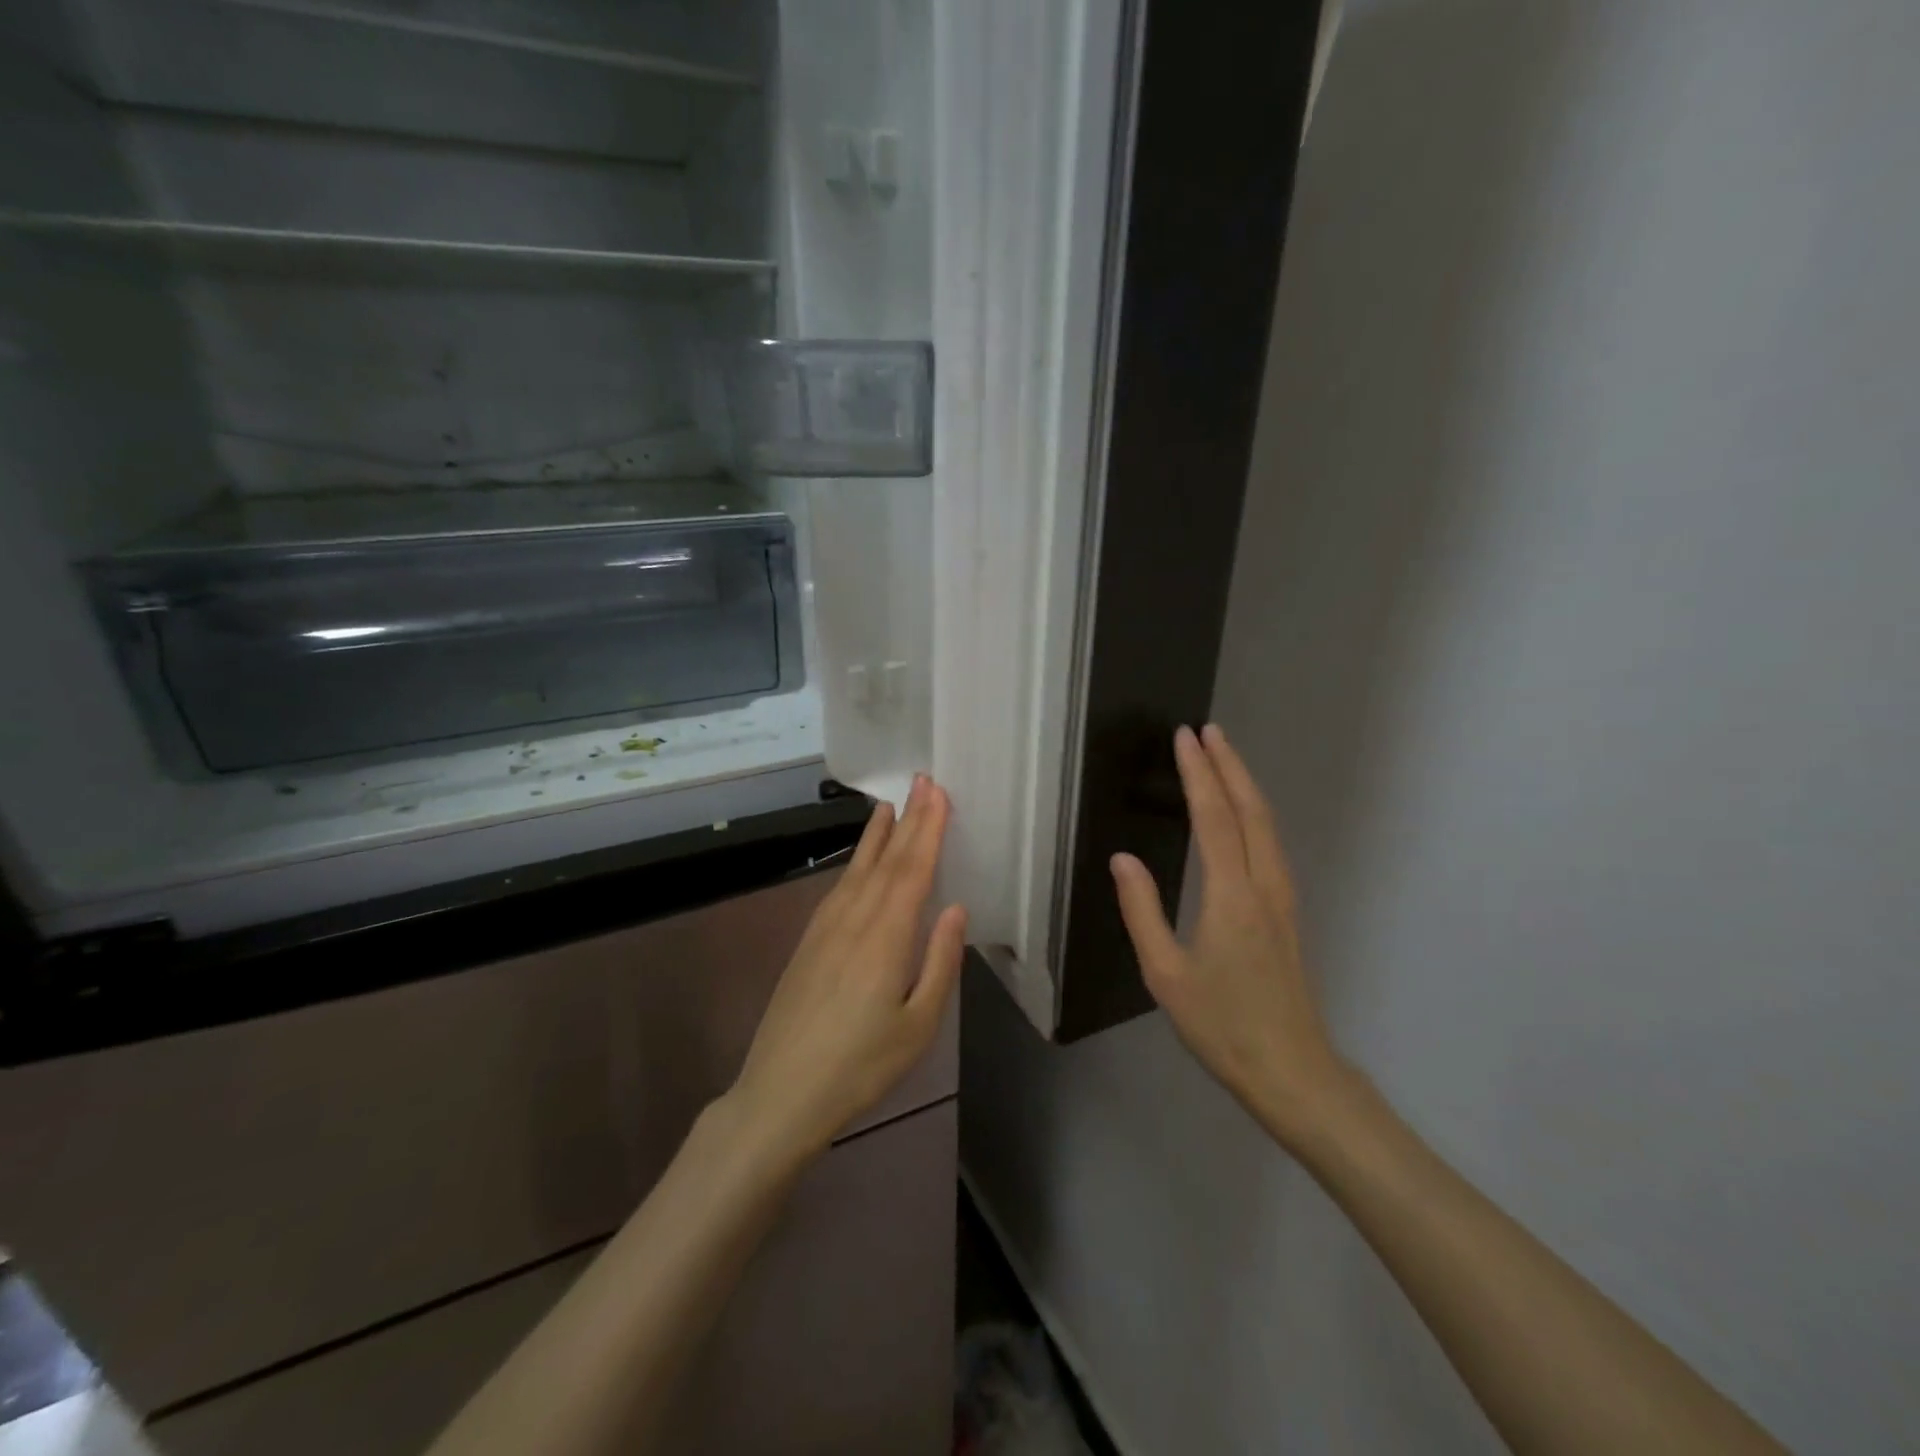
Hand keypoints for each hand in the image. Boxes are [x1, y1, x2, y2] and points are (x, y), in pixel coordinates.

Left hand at [730, 776, 965, 1159]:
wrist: (780, 1094)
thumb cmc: (861, 1066)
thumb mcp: (918, 1025)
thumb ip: (939, 962)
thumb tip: (955, 907)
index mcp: (886, 937)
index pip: (913, 869)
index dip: (928, 828)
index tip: (939, 792)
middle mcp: (854, 920)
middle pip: (887, 860)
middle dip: (909, 819)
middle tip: (923, 780)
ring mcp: (826, 928)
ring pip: (858, 869)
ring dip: (878, 835)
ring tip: (891, 806)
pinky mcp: (809, 942)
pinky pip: (839, 887)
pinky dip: (855, 863)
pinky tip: (860, 861)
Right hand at [1110, 724, 1351, 1146]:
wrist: (1292, 1071)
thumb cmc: (1221, 1025)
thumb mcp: (1165, 974)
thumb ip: (1142, 911)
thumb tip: (1122, 859)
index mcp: (1231, 897)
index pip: (1215, 818)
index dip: (1199, 774)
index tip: (1185, 737)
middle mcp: (1264, 886)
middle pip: (1251, 810)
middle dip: (1229, 765)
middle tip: (1206, 731)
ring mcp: (1283, 898)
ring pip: (1267, 825)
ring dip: (1245, 785)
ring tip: (1223, 758)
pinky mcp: (1288, 912)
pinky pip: (1271, 845)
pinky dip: (1255, 813)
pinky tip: (1243, 815)